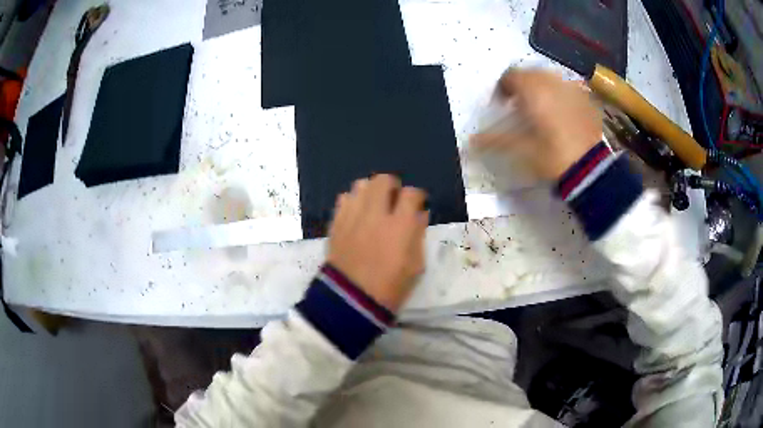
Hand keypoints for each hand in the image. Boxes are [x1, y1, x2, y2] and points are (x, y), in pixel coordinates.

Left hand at [327, 174, 428, 312]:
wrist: (351, 300)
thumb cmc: (390, 287)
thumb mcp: (415, 265)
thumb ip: (418, 235)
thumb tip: (420, 215)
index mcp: (400, 226)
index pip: (411, 193)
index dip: (417, 195)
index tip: (417, 203)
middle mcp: (375, 214)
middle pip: (383, 180)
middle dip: (392, 186)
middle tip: (394, 199)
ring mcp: (352, 217)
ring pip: (361, 185)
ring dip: (371, 191)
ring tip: (374, 205)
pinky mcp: (336, 223)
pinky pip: (344, 198)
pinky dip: (353, 201)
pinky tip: (357, 214)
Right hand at [471, 69, 601, 179]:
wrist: (590, 168)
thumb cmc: (552, 156)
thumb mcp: (521, 149)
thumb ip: (495, 140)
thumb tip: (470, 141)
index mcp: (533, 90)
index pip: (510, 76)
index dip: (501, 88)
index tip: (501, 105)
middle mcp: (551, 82)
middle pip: (530, 72)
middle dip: (522, 85)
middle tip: (520, 106)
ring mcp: (572, 89)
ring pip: (550, 78)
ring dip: (541, 87)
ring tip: (541, 108)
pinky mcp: (586, 99)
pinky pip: (568, 88)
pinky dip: (560, 94)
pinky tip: (563, 113)